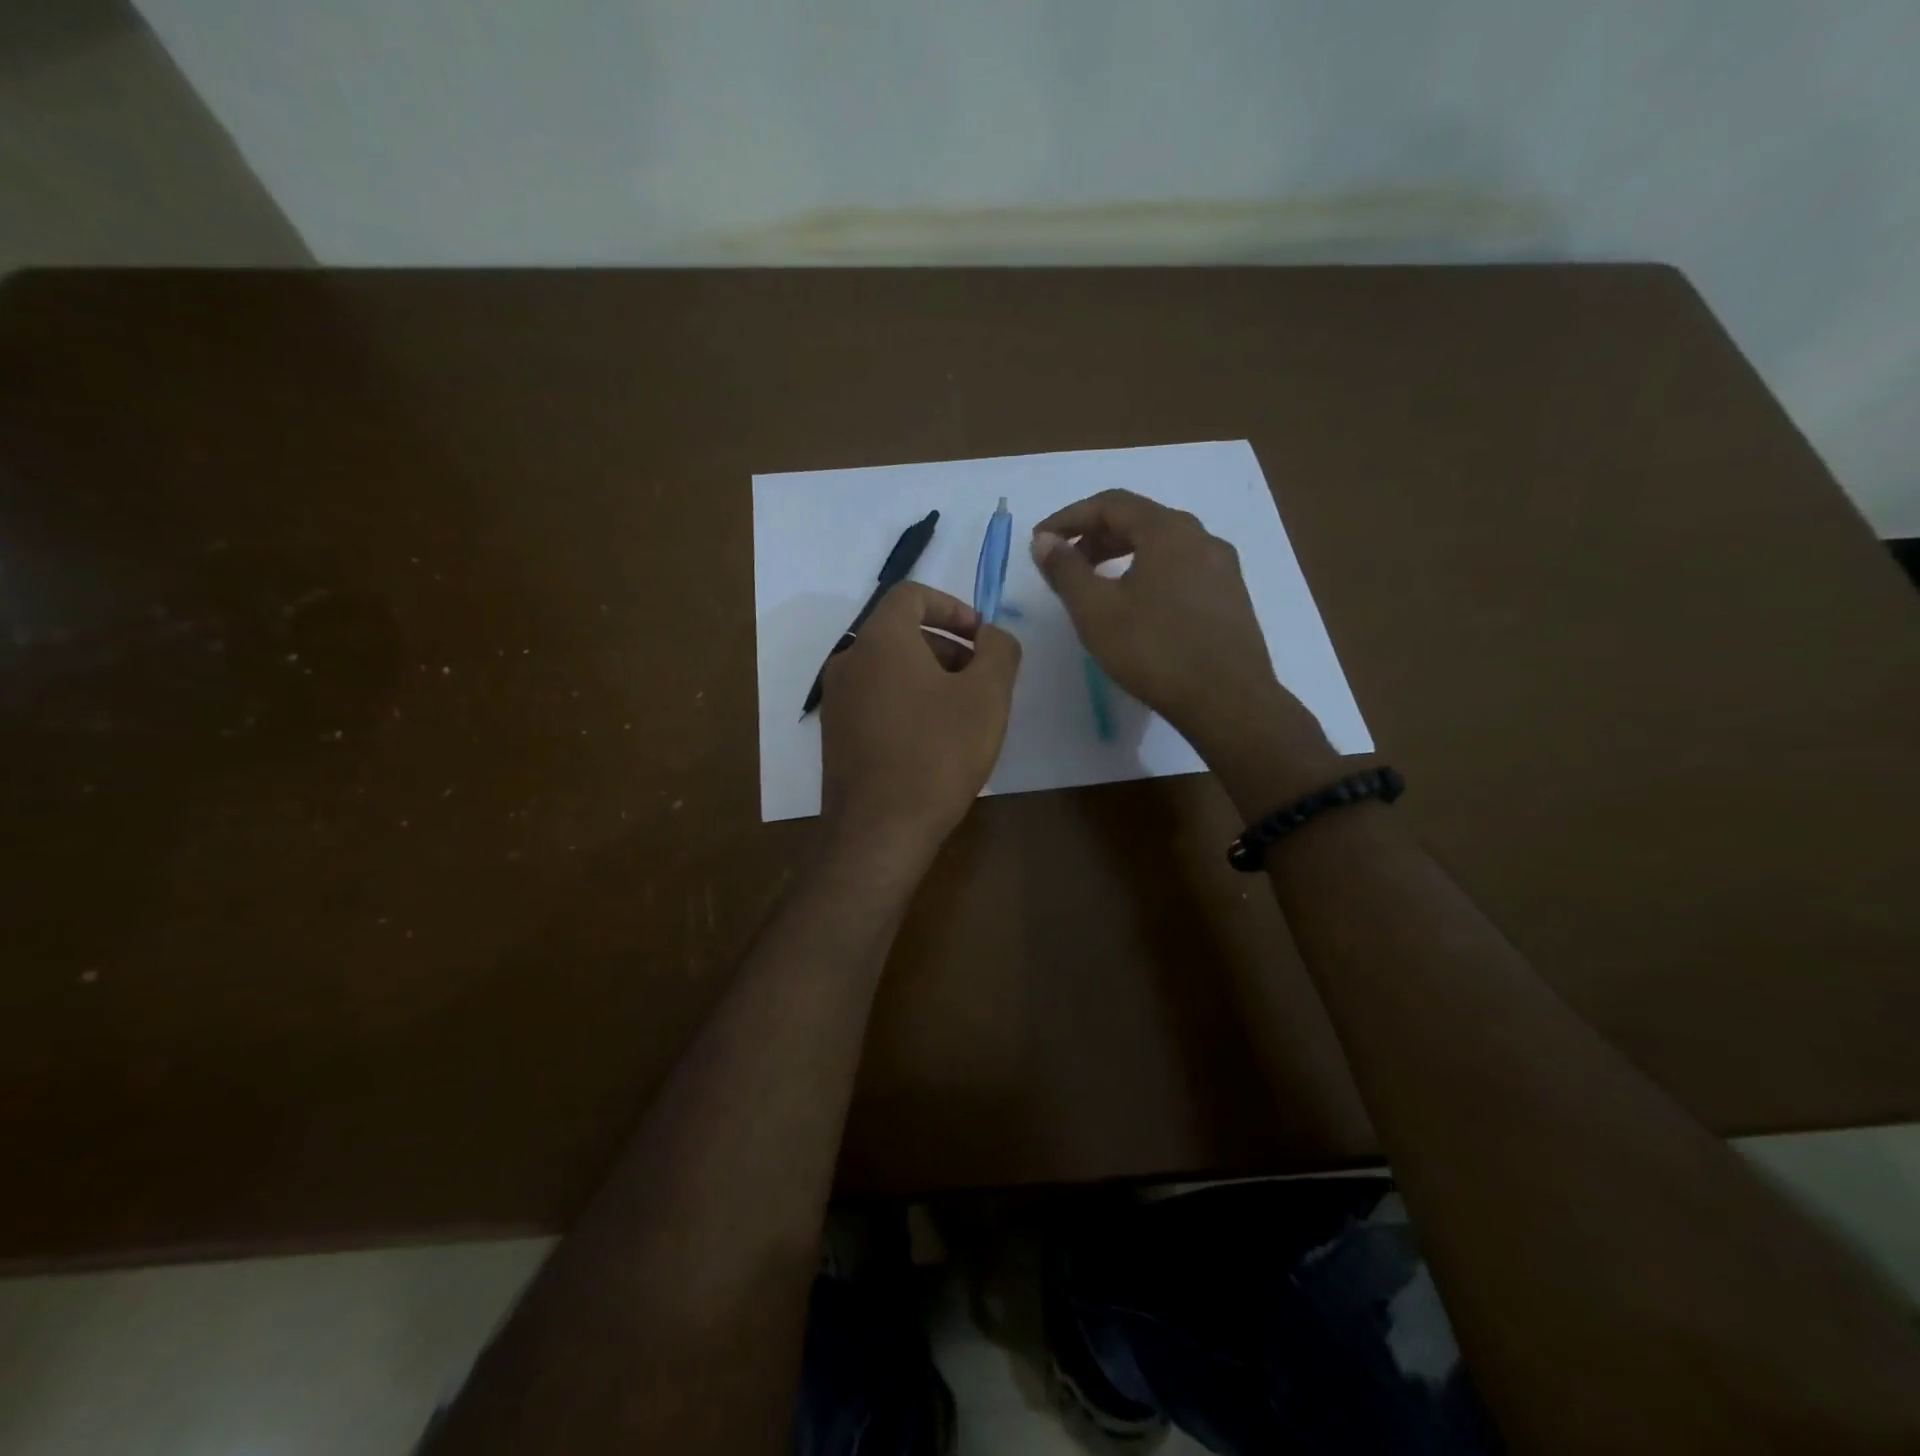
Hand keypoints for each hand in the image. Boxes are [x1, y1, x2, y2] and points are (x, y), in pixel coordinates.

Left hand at [819, 582, 1021, 850]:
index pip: (912, 595)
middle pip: (901, 633)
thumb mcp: (987, 696)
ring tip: (963, 715)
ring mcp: (837, 701)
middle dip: (948, 647)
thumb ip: (999, 650)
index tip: (982, 638)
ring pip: (889, 670)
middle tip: (982, 681)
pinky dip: (908, 703)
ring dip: (930, 677)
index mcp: (880, 639)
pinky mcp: (836, 736)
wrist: (878, 830)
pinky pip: (877, 701)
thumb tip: (992, 637)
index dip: (953, 607)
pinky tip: (934, 742)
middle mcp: (849, 661)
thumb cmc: (937, 754)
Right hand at [1031, 490, 1337, 792]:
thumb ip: (1066, 570)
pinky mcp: (1231, 595)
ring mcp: (1222, 566)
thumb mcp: (1096, 611)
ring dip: (1122, 554)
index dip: (1069, 517)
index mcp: (1168, 530)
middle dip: (1095, 536)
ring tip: (1096, 584)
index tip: (1041, 541)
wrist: (1228, 700)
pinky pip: (1182, 568)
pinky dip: (1149, 572)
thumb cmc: (1154, 651)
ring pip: (1163, 545)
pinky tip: (1137, 605)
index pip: (1110, 503)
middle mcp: (1201, 536)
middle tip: (1065, 562)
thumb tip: (1045, 540)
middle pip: (1139, 520)